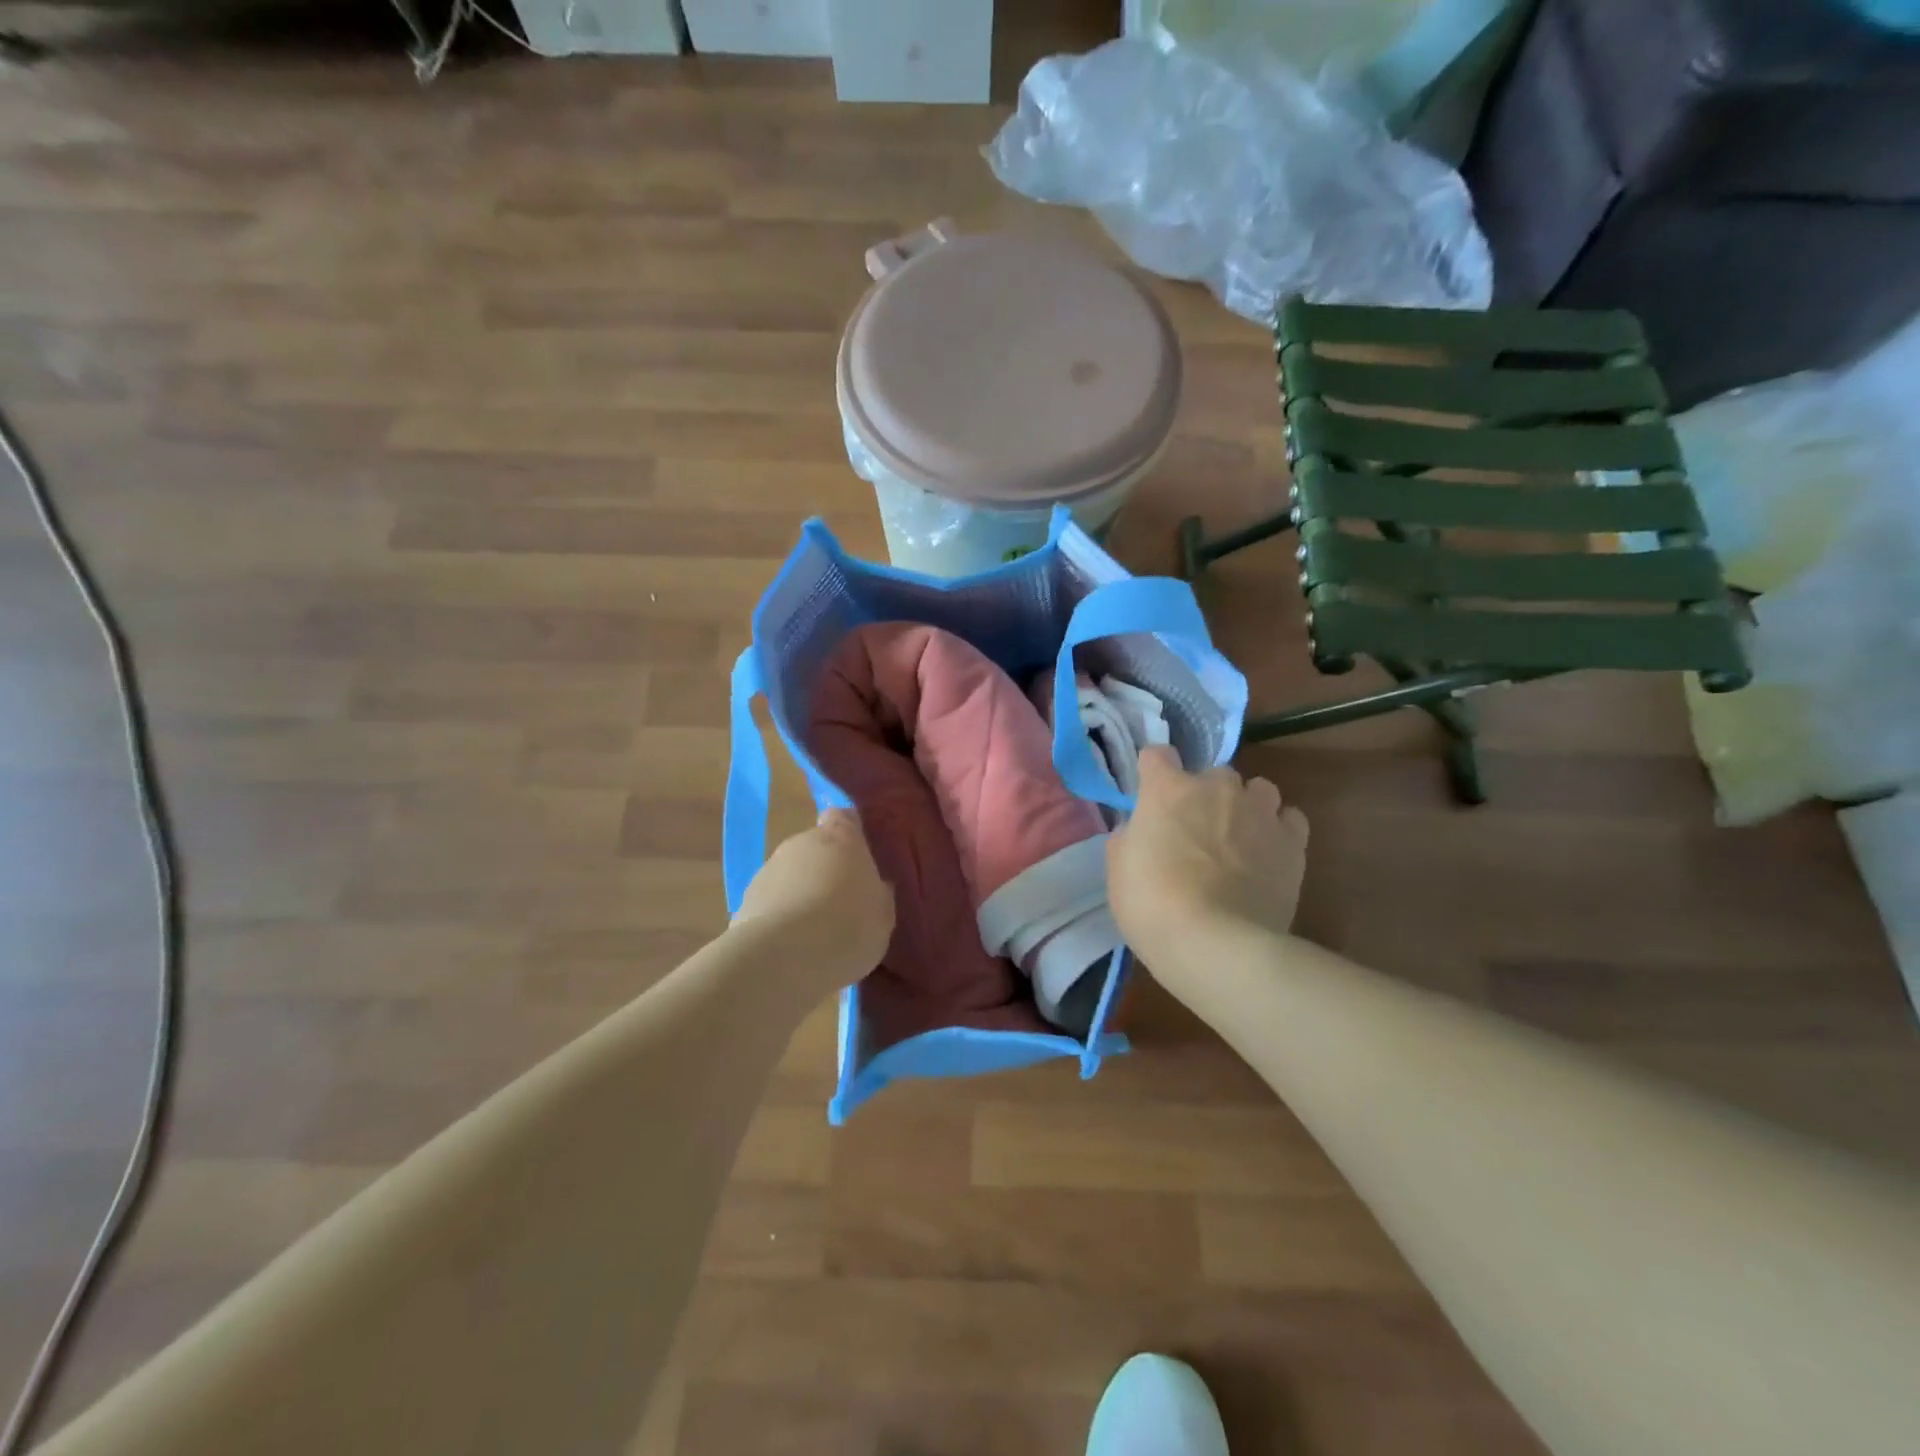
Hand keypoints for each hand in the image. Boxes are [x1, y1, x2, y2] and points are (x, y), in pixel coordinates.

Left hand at [732, 809, 894, 987]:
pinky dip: (780, 915)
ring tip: (814, 931)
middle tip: (841, 902)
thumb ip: (878, 894)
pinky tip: (791, 945)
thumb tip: (876, 886)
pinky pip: (772, 901)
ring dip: (801, 892)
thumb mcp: (883, 915)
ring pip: (791, 874)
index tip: (859, 856)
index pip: (844, 817)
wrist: (783, 958)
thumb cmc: (847, 927)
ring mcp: (769, 867)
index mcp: (841, 837)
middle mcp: (802, 842)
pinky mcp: (746, 898)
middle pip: (816, 846)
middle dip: (826, 868)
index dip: (850, 833)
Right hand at [1107, 746, 1308, 968]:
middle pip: (1212, 773)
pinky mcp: (1293, 842)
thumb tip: (1140, 831)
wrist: (1218, 945)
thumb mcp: (1119, 872)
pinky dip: (1279, 829)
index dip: (1153, 773)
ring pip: (1258, 789)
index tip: (1151, 796)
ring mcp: (1259, 812)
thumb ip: (1130, 839)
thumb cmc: (1153, 906)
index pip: (1157, 755)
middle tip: (1196, 830)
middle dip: (1205, 794)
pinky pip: (1289, 819)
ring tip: (1239, 838)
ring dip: (1247, 805)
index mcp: (1167, 790)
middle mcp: (1216, 788)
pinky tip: (1268, 853)